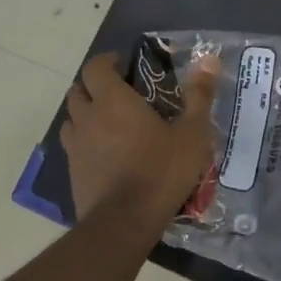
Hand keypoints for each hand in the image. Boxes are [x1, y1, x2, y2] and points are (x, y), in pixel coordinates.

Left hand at [61, 51, 220, 223]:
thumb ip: (199, 95)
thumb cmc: (161, 171)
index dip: (106, 61)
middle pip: (78, 89)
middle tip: (118, 93)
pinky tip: (103, 153)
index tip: (122, 65)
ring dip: (85, 113)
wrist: (125, 221)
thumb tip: (209, 59)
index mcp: (113, 100)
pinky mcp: (71, 170)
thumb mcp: (192, 134)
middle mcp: (88, 116)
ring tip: (108, 122)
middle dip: (94, 86)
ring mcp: (75, 145)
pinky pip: (73, 145)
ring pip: (71, 118)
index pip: (95, 67)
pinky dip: (84, 141)